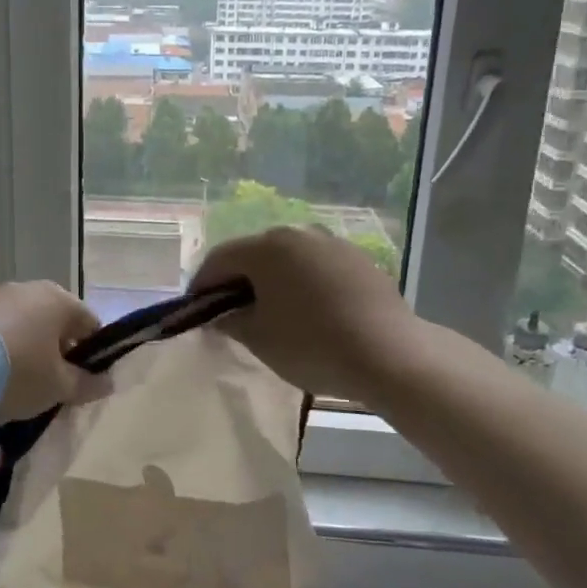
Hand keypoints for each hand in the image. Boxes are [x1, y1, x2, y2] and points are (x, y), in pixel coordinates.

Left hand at [0, 281, 107, 421]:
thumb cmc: (19, 371)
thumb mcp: (58, 387)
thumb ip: (86, 384)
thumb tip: (107, 382)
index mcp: (60, 300)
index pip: (90, 324)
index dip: (92, 355)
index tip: (82, 382)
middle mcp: (31, 289)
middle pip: (55, 323)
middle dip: (56, 354)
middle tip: (50, 387)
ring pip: (24, 325)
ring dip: (26, 350)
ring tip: (15, 385)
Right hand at [192, 226, 420, 404]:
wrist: (390, 354)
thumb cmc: (312, 345)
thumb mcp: (259, 338)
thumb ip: (230, 321)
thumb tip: (220, 315)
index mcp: (266, 247)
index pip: (219, 259)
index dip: (202, 284)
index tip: (196, 310)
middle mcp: (297, 233)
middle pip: (254, 253)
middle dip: (237, 281)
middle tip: (231, 312)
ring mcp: (332, 242)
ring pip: (287, 258)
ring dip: (272, 280)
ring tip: (271, 311)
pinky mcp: (358, 259)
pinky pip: (316, 266)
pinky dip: (302, 282)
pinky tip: (308, 310)